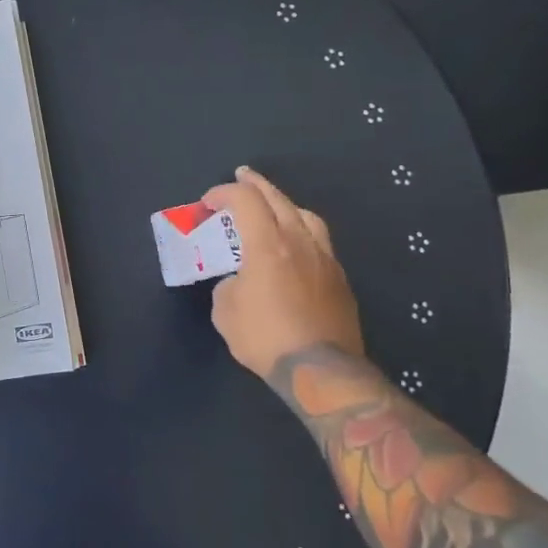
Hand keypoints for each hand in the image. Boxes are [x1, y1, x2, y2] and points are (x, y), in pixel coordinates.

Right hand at [203, 166, 364, 377]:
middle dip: (255, 184)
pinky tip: (294, 246)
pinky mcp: (339, 278)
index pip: (245, 201)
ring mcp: (324, 258)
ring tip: (273, 207)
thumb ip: (228, 284)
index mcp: (267, 244)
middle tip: (242, 177)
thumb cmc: (265, 337)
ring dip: (284, 204)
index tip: (208, 202)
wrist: (319, 370)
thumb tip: (239, 281)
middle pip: (278, 199)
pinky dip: (301, 231)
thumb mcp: (225, 311)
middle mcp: (299, 242)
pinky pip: (319, 241)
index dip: (223, 193)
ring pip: (306, 215)